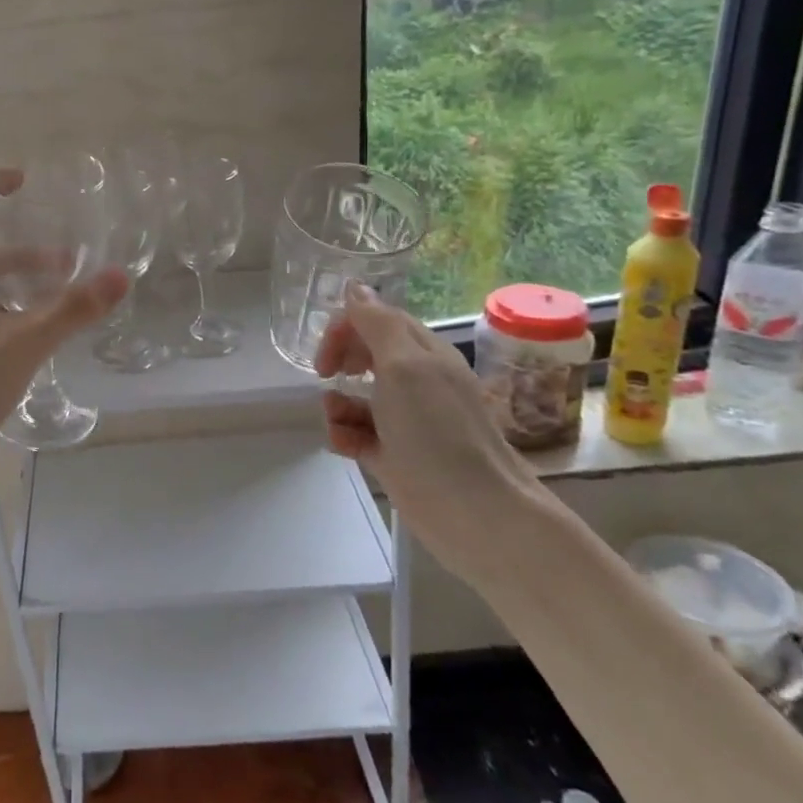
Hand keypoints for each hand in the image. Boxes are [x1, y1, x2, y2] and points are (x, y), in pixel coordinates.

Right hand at [316, 282, 547, 585]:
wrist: (476, 514)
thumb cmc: (437, 433)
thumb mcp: (404, 368)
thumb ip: (377, 324)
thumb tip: (355, 287)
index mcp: (424, 354)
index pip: (378, 320)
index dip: (347, 328)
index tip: (328, 352)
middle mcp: (417, 382)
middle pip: (367, 354)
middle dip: (340, 361)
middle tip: (326, 376)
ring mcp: (407, 420)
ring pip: (359, 397)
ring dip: (337, 404)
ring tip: (337, 422)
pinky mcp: (397, 455)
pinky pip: (359, 434)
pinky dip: (345, 434)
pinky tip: (343, 444)